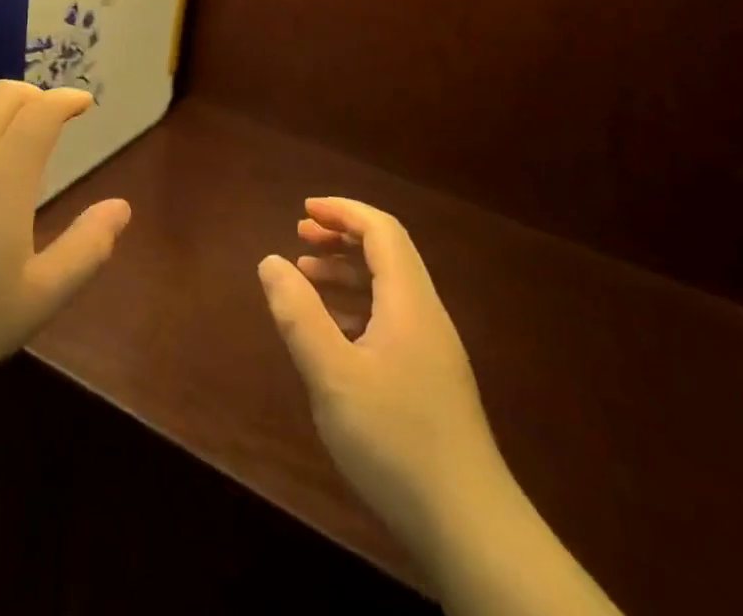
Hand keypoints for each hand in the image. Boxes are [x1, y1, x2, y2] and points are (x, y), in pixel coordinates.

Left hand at [0, 80, 131, 396]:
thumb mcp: (40, 297)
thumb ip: (86, 249)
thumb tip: (121, 207)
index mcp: (6, 174)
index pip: (42, 112)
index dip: (66, 99)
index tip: (83, 102)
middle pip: (3, 95)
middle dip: (33, 95)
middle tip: (48, 115)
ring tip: (4, 127)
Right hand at [258, 197, 489, 549]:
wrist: (472, 530)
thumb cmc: (396, 442)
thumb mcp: (332, 375)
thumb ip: (298, 314)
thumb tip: (271, 261)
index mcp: (409, 302)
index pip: (381, 230)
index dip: (343, 211)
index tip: (304, 211)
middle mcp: (426, 315)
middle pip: (387, 253)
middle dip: (342, 237)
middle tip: (299, 238)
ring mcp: (433, 350)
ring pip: (389, 289)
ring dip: (347, 272)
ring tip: (305, 278)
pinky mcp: (431, 381)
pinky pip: (392, 320)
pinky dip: (358, 307)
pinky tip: (333, 332)